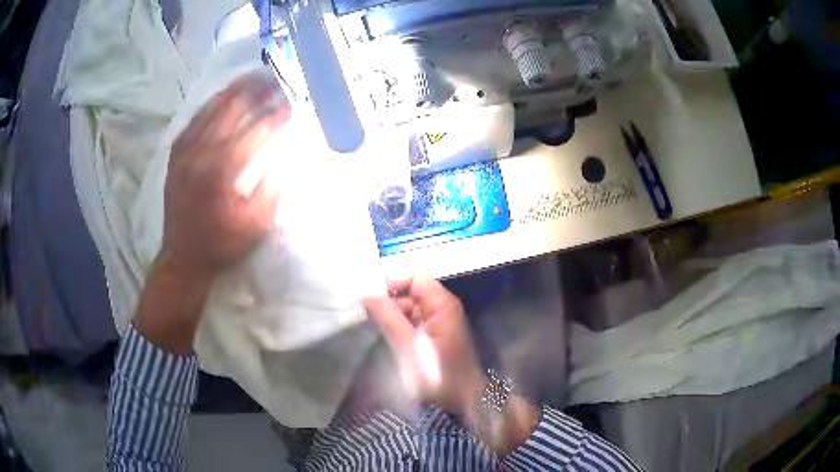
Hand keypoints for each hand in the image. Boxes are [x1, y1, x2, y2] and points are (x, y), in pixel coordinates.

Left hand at [161, 71, 288, 282]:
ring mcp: (184, 151)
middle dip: (255, 91)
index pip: (255, 131)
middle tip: (274, 79)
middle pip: (231, 109)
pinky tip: (223, 97)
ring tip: (252, 78)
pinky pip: (194, 119)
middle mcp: (200, 152)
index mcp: (221, 171)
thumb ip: (273, 186)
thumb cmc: (222, 245)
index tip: (293, 108)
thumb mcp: (256, 224)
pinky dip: (211, 104)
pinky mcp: (175, 154)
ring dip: (233, 91)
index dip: (277, 117)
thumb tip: (287, 153)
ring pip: (210, 108)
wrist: (183, 258)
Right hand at [364, 277, 486, 417]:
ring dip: (392, 317)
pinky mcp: (433, 336)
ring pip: (408, 308)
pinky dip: (399, 327)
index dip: (393, 284)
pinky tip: (389, 339)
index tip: (371, 300)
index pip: (414, 278)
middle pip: (410, 292)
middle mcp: (442, 308)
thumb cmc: (438, 375)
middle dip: (389, 303)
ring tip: (377, 331)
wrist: (462, 402)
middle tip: (369, 319)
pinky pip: (412, 322)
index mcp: (442, 305)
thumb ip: (388, 318)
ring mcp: (438, 322)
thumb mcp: (408, 347)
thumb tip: (367, 293)